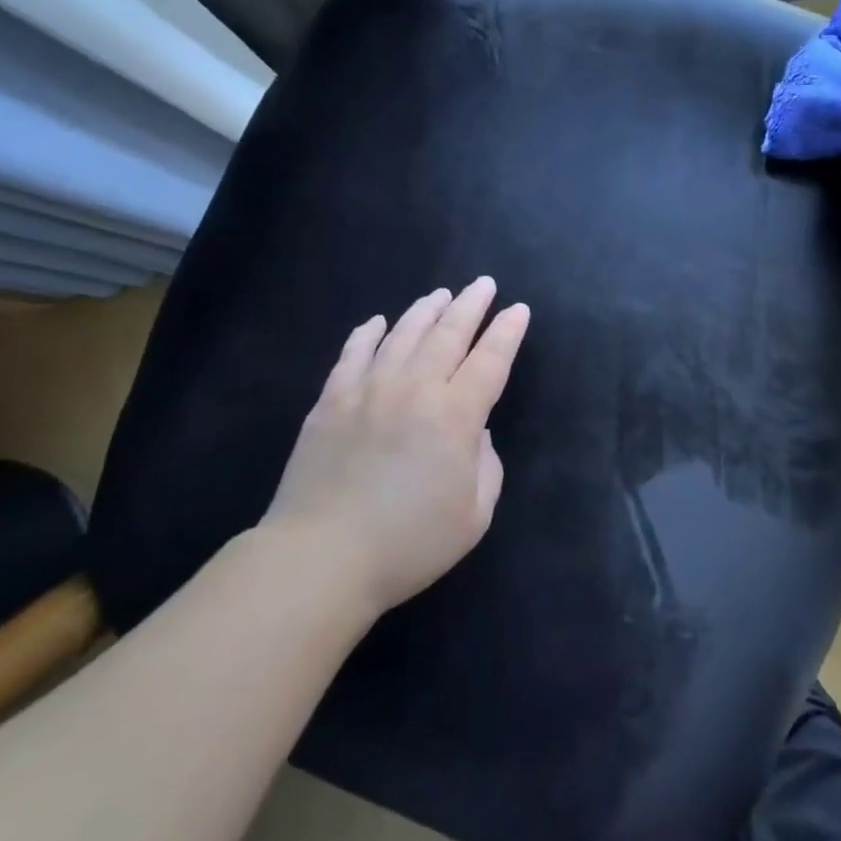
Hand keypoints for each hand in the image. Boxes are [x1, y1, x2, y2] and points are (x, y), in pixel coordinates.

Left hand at [263, 277, 530, 614]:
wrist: (322, 556)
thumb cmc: (409, 543)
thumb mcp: (474, 515)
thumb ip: (486, 465)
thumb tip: (474, 433)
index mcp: (456, 416)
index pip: (491, 360)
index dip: (507, 332)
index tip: (518, 309)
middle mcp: (415, 389)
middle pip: (449, 334)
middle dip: (471, 305)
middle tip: (484, 284)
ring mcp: (368, 390)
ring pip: (404, 335)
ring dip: (426, 310)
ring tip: (440, 295)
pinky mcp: (331, 401)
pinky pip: (353, 353)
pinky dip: (369, 333)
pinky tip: (378, 321)